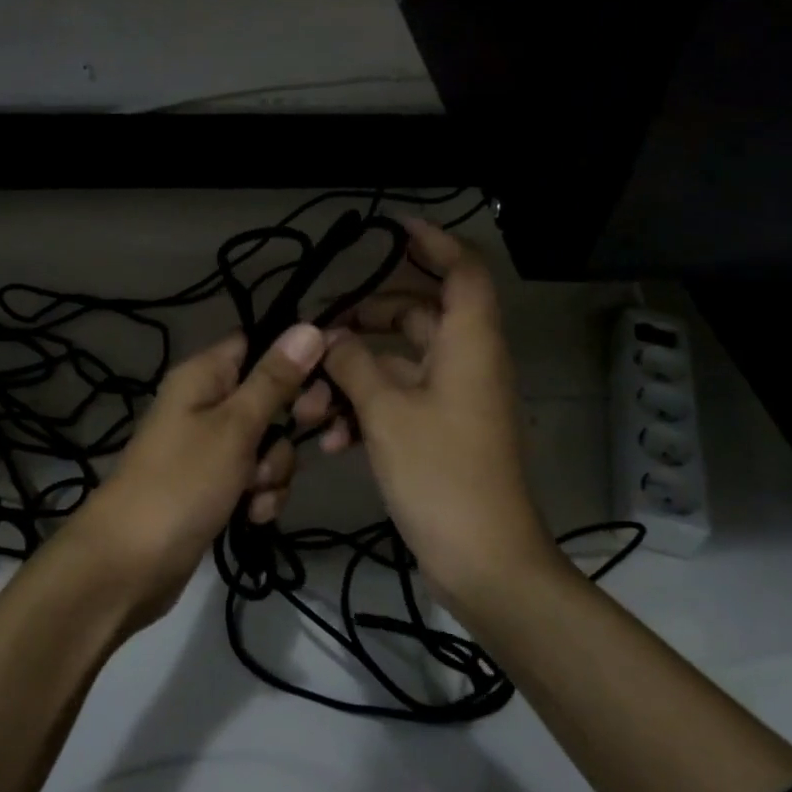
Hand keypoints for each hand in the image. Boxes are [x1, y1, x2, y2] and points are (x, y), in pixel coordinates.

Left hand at [70, 322, 328, 624]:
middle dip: (285, 430)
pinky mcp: (213, 486)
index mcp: (203, 375)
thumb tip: (309, 327)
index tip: (322, 385)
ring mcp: (209, 448)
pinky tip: (251, 517)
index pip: (257, 344)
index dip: (293, 360)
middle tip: (280, 447)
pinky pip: (253, 479)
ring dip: (272, 471)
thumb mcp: (235, 427)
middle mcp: (205, 404)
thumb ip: (275, 380)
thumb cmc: (182, 483)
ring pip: (267, 445)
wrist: (130, 565)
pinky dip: (259, 496)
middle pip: (269, 398)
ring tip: (253, 494)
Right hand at [318, 219, 545, 606]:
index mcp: (469, 344)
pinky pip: (400, 402)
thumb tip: (331, 339)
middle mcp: (467, 363)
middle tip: (321, 331)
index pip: (462, 271)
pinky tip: (330, 440)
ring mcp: (455, 401)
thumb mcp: (386, 412)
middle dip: (366, 321)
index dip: (433, 243)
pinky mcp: (442, 434)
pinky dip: (366, 412)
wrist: (482, 559)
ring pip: (400, 365)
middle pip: (418, 316)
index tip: (392, 231)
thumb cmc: (440, 474)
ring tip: (309, 406)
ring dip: (354, 378)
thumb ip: (353, 365)